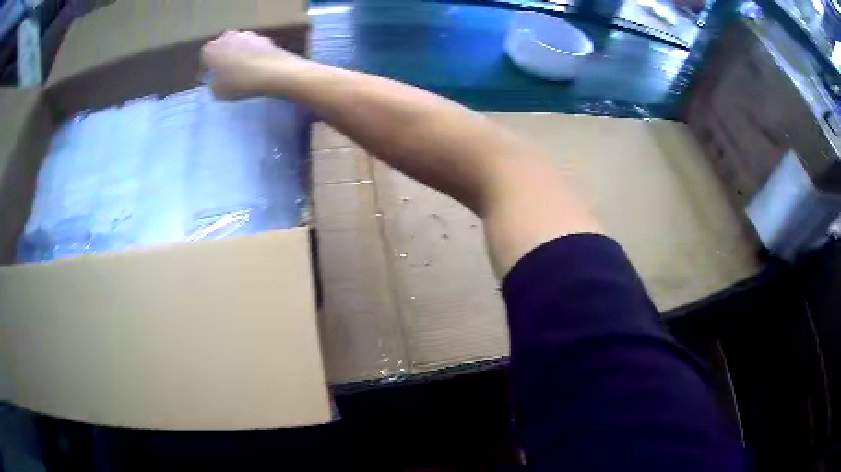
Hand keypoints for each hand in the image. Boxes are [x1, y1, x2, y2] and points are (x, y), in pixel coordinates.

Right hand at [201, 30, 302, 99]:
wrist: (274, 71)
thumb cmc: (239, 83)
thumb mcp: (217, 92)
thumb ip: (212, 84)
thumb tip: (214, 80)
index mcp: (210, 49)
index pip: (205, 58)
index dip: (208, 70)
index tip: (213, 80)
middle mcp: (226, 36)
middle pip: (222, 48)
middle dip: (223, 59)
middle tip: (228, 75)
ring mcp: (246, 34)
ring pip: (238, 46)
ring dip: (239, 55)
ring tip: (244, 72)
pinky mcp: (263, 37)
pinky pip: (253, 48)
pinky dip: (253, 55)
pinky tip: (257, 67)